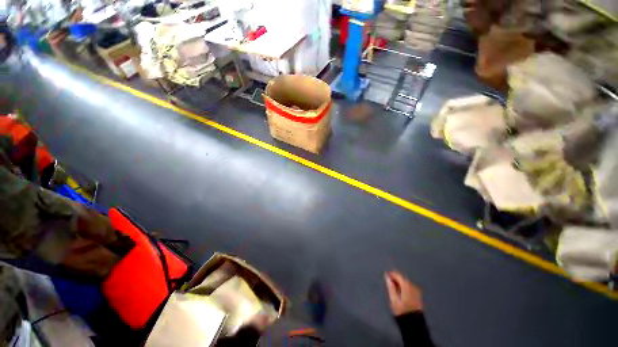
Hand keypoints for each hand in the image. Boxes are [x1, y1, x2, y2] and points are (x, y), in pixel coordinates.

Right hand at [384, 271, 422, 315]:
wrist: (414, 323)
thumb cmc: (402, 311)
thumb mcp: (394, 299)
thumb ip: (390, 286)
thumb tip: (387, 277)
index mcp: (406, 285)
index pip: (398, 275)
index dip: (391, 274)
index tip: (385, 276)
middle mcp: (412, 286)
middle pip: (402, 278)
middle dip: (396, 279)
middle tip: (389, 282)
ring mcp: (416, 290)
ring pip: (406, 282)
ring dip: (400, 283)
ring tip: (393, 287)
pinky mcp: (418, 295)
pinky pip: (409, 287)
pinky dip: (404, 287)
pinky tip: (400, 291)